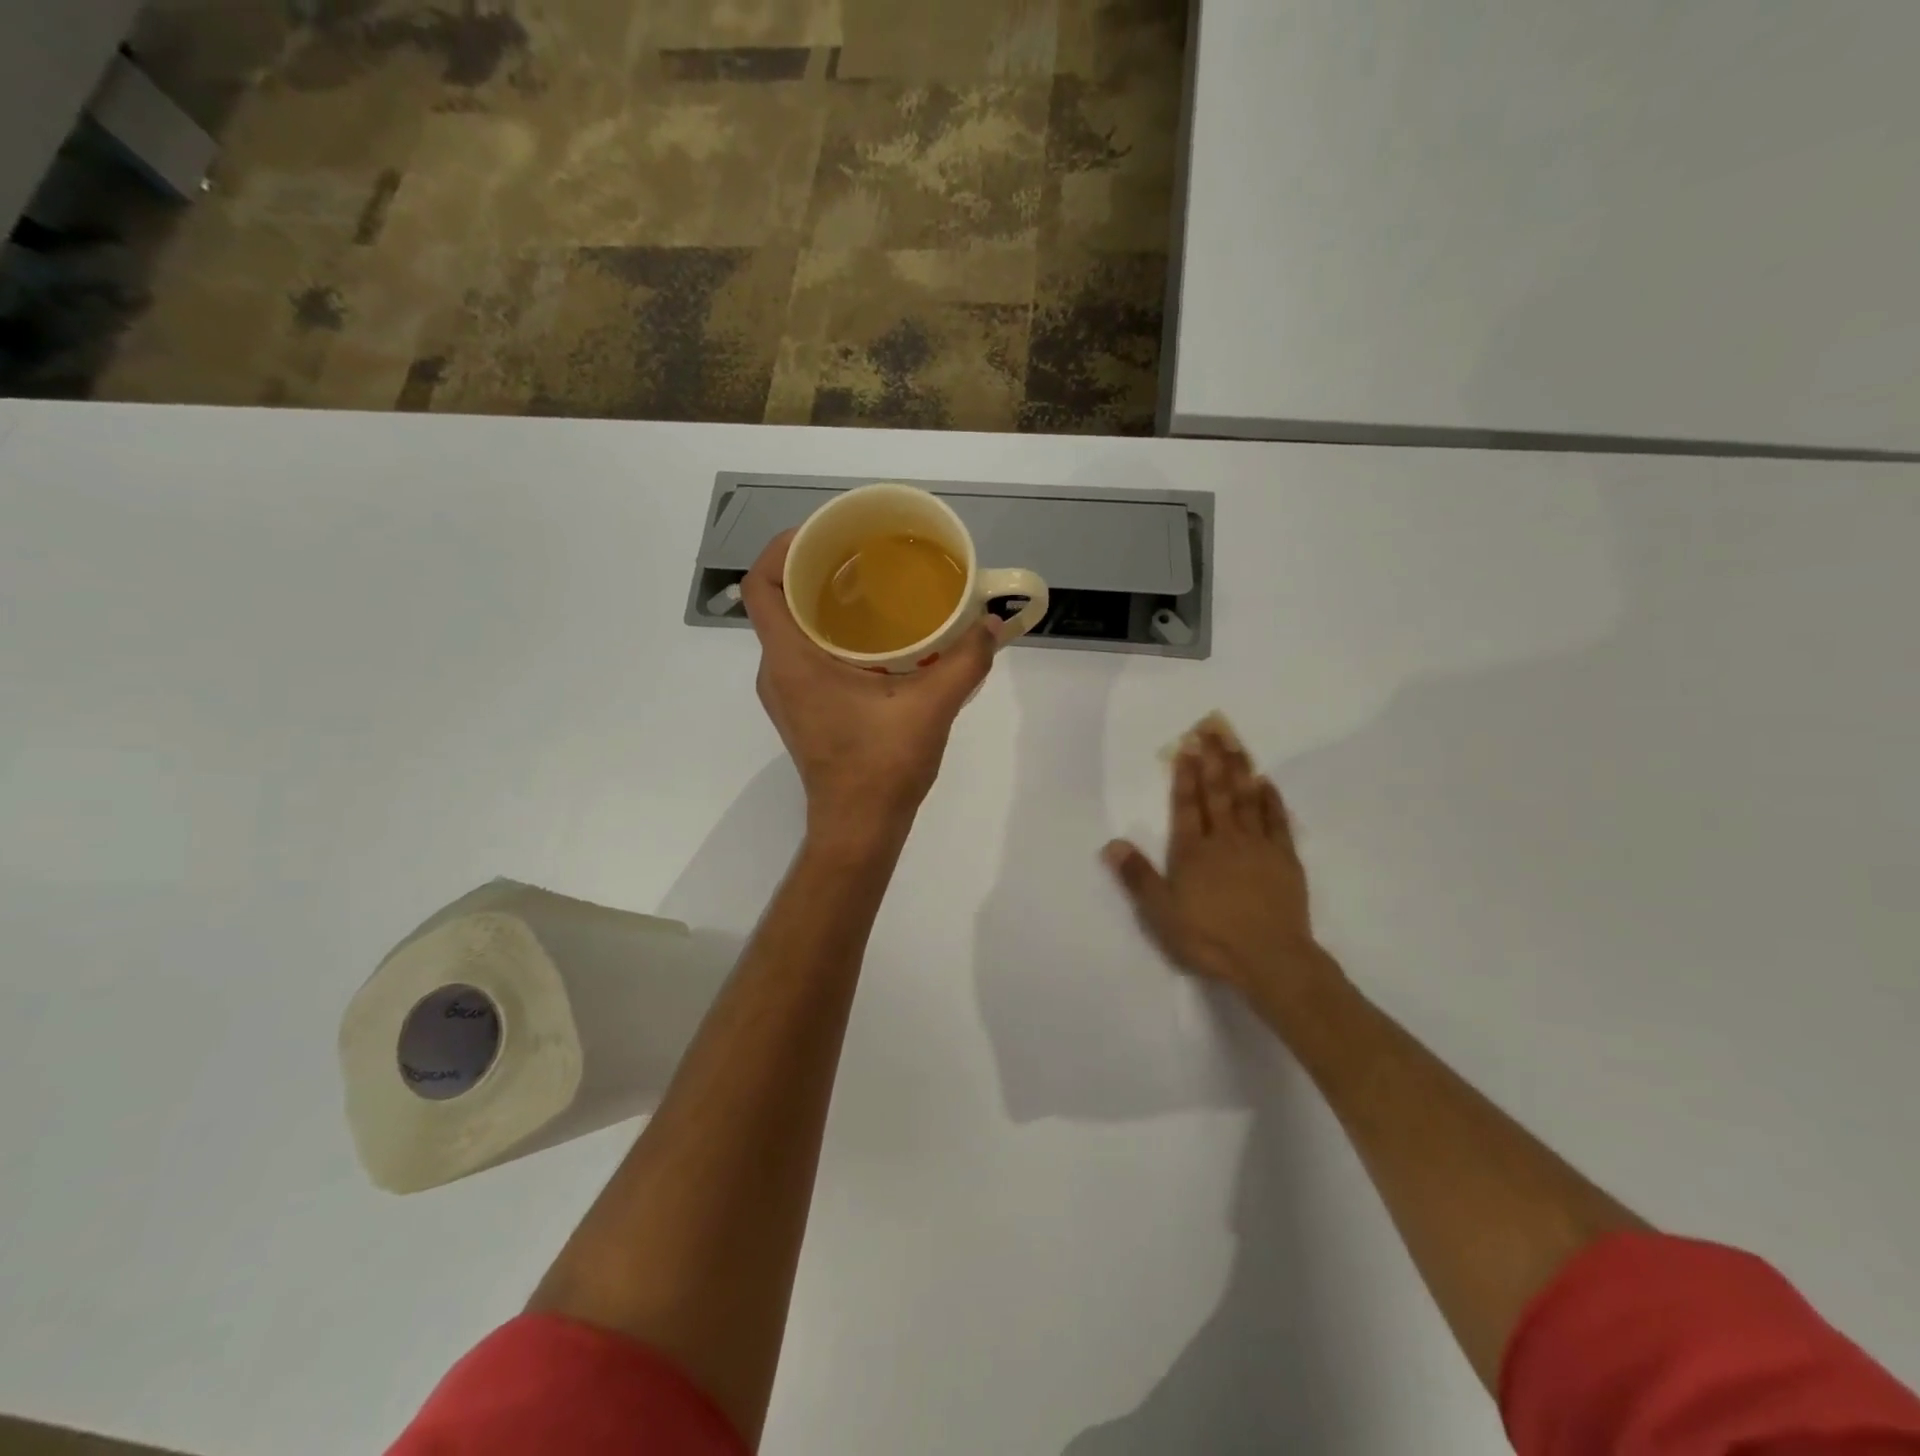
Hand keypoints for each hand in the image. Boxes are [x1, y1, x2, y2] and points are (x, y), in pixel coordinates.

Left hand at [743, 530, 1000, 844]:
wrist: (859, 827)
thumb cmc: (882, 766)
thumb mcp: (931, 708)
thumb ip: (965, 661)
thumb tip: (993, 624)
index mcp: (792, 661)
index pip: (761, 587)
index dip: (782, 548)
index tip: (823, 533)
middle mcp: (777, 672)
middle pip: (777, 602)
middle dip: (812, 569)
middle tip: (860, 553)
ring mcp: (786, 693)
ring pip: (791, 629)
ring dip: (821, 603)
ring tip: (869, 586)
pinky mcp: (802, 709)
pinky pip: (803, 654)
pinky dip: (829, 633)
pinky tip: (875, 637)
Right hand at [1102, 724, 1335, 1001]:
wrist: (1270, 958)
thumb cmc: (1209, 937)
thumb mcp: (1161, 913)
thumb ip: (1137, 877)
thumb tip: (1112, 844)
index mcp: (1192, 851)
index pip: (1186, 805)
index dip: (1185, 776)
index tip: (1186, 746)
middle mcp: (1224, 840)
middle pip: (1217, 793)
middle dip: (1213, 760)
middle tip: (1212, 729)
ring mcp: (1258, 847)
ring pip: (1247, 799)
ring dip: (1240, 770)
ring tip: (1236, 743)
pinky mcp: (1285, 860)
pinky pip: (1277, 821)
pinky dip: (1271, 800)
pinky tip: (1267, 783)